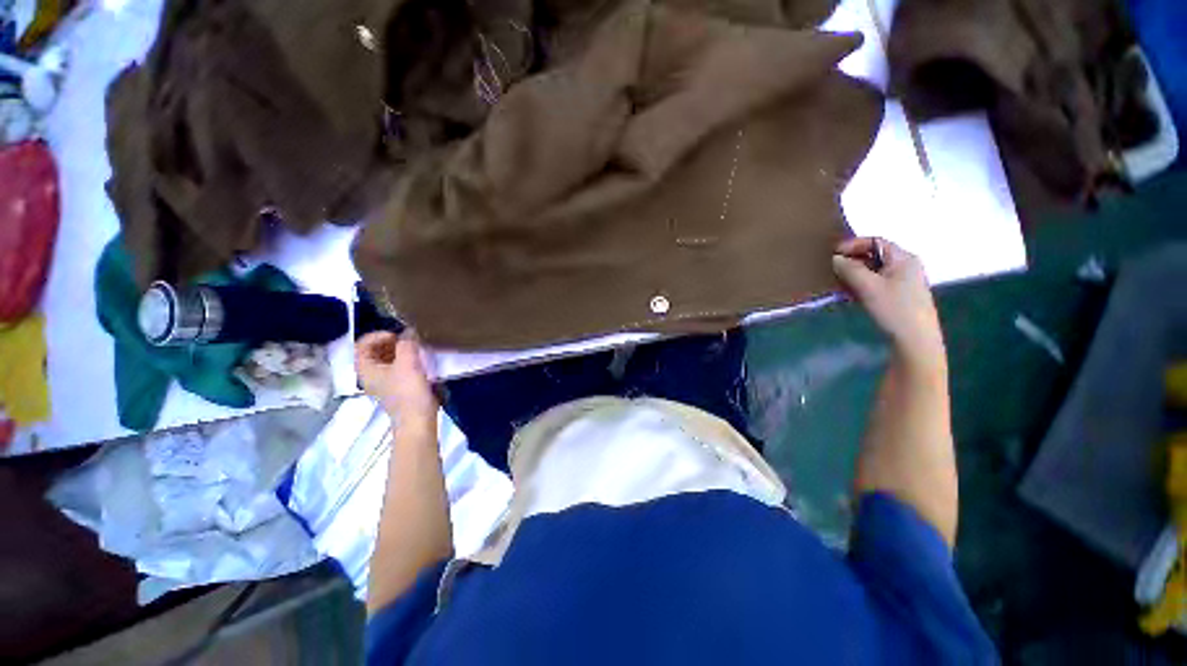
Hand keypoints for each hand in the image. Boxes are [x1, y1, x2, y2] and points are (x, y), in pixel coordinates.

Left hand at [355, 331, 438, 427]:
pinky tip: (421, 359)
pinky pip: (398, 367)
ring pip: (387, 359)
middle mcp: (371, 374)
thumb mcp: (408, 363)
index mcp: (366, 369)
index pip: (362, 344)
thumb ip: (407, 344)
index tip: (398, 335)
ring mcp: (384, 382)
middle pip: (374, 351)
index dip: (378, 335)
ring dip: (400, 350)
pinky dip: (406, 359)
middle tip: (409, 340)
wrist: (417, 420)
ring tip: (417, 347)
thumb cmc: (408, 392)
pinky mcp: (398, 386)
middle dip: (391, 342)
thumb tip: (409, 331)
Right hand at [832, 237, 944, 366]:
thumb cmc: (894, 308)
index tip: (833, 254)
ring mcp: (904, 282)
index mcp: (903, 258)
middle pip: (875, 256)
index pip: (876, 242)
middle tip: (832, 270)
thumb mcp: (868, 286)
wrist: (915, 339)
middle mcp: (906, 266)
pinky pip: (876, 284)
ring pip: (874, 272)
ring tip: (838, 284)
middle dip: (852, 261)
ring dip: (854, 275)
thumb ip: (850, 269)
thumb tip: (836, 258)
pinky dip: (861, 286)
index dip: (853, 245)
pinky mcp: (899, 297)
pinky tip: (850, 296)